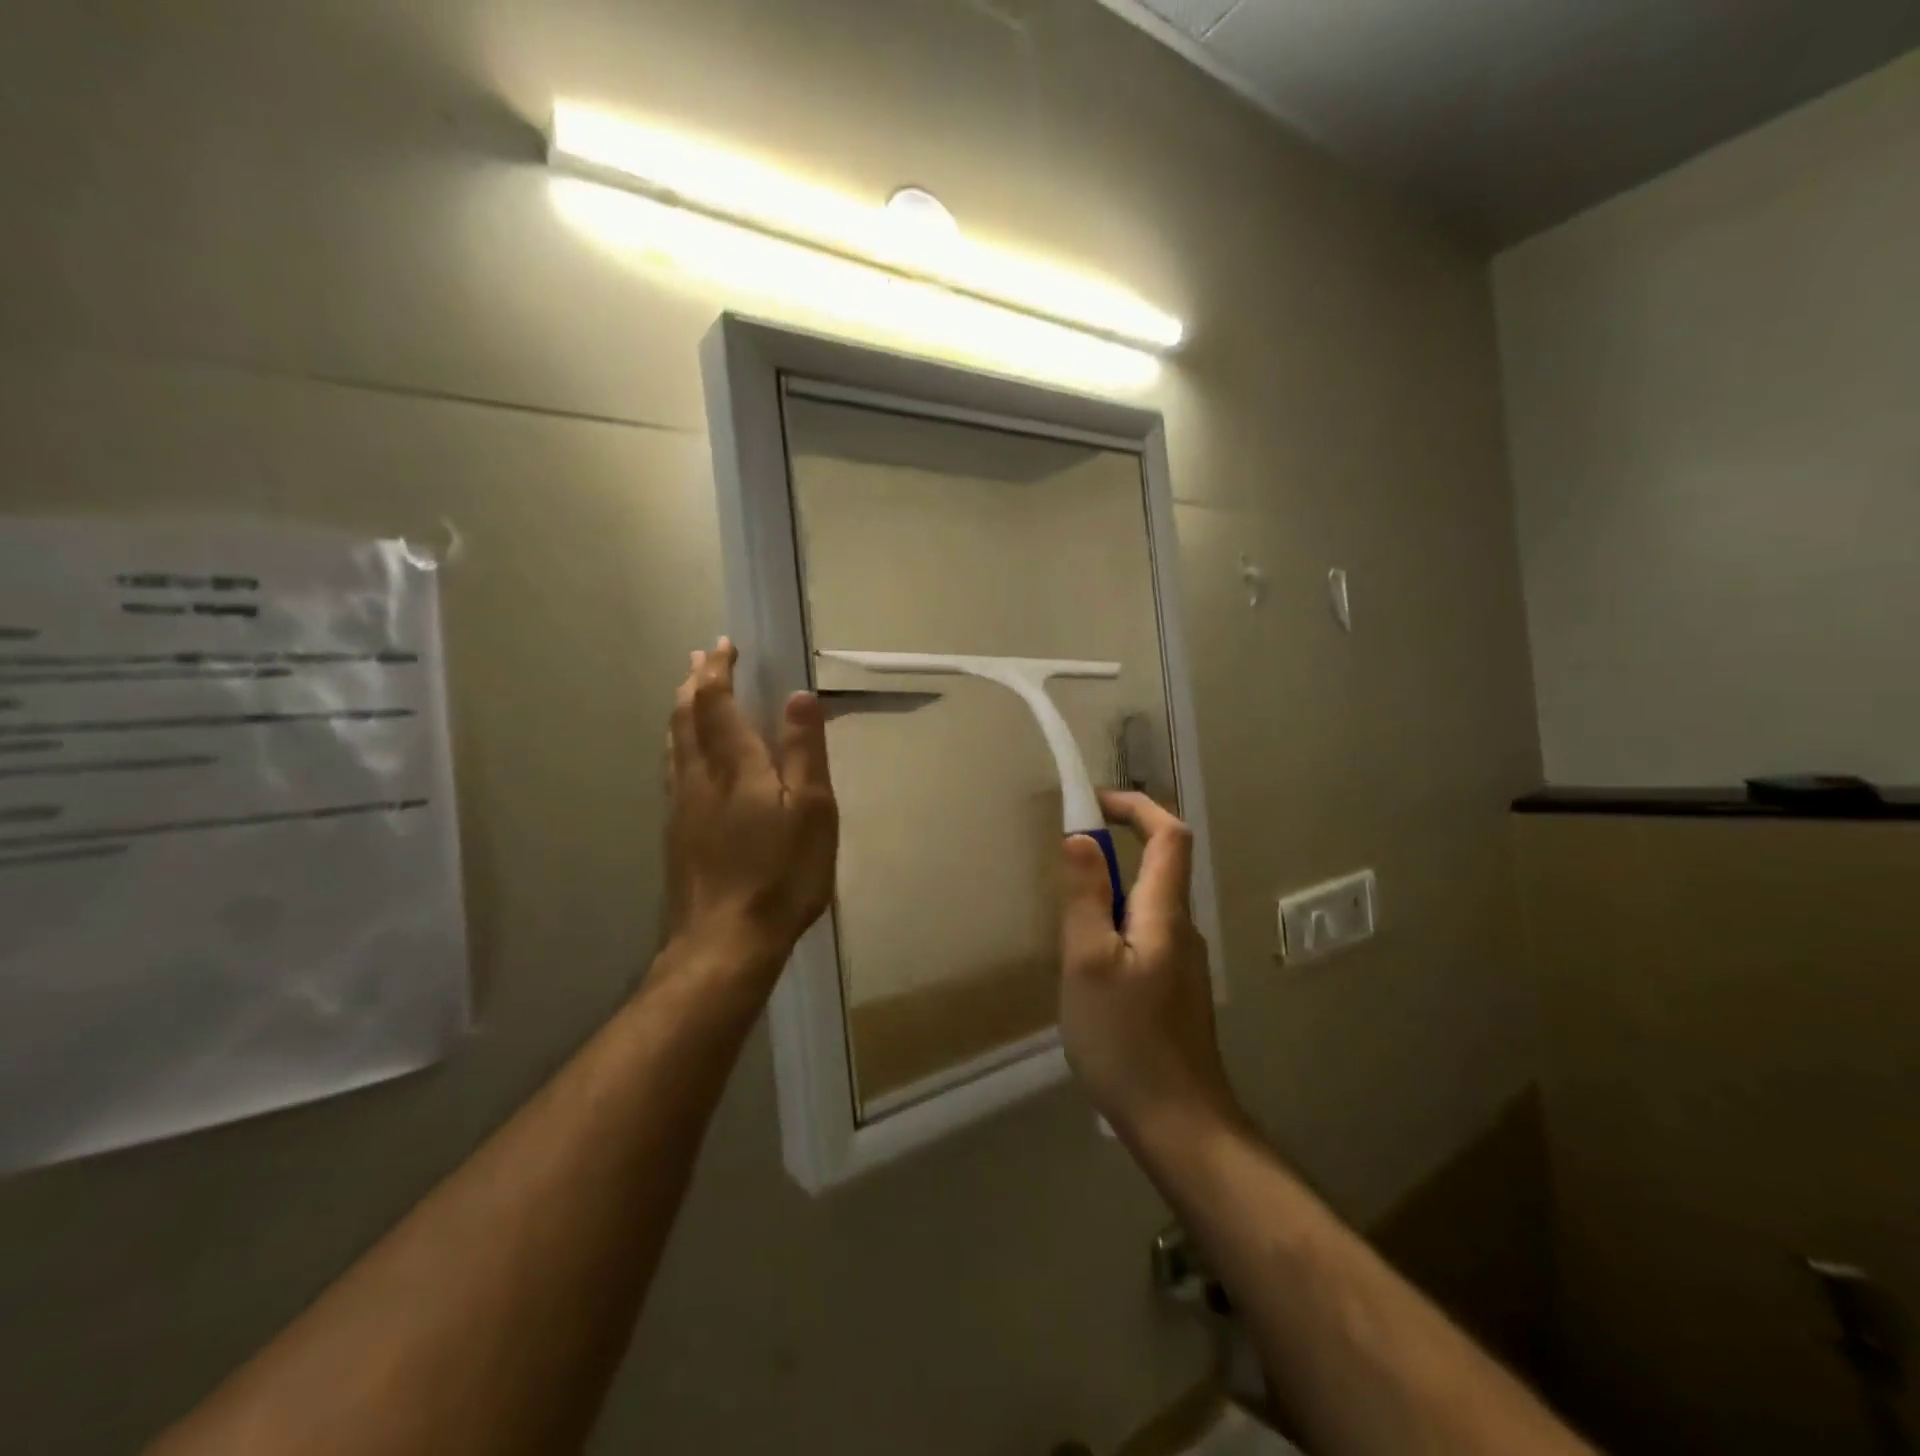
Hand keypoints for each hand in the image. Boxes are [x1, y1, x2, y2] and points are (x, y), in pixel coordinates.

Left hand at [665, 639, 837, 981]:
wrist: (725, 941)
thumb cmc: (781, 875)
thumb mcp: (812, 812)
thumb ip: (803, 751)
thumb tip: (798, 695)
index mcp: (736, 766)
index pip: (717, 703)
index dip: (718, 671)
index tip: (723, 645)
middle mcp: (699, 776)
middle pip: (686, 716)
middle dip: (694, 682)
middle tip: (700, 657)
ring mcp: (681, 805)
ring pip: (673, 742)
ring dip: (680, 708)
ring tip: (685, 691)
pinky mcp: (675, 831)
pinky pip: (671, 768)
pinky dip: (676, 742)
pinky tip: (681, 754)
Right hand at [1058, 791, 1238, 1142]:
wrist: (1179, 1124)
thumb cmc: (1126, 1039)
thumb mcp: (1088, 962)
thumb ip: (1086, 896)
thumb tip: (1082, 837)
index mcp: (1165, 913)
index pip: (1169, 835)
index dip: (1137, 806)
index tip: (1093, 801)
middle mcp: (1182, 929)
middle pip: (1159, 867)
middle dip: (1114, 850)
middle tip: (1063, 867)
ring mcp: (1183, 963)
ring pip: (1147, 906)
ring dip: (1110, 895)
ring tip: (1066, 928)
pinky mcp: (1174, 991)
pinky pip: (1145, 937)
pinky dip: (1115, 928)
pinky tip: (1087, 970)